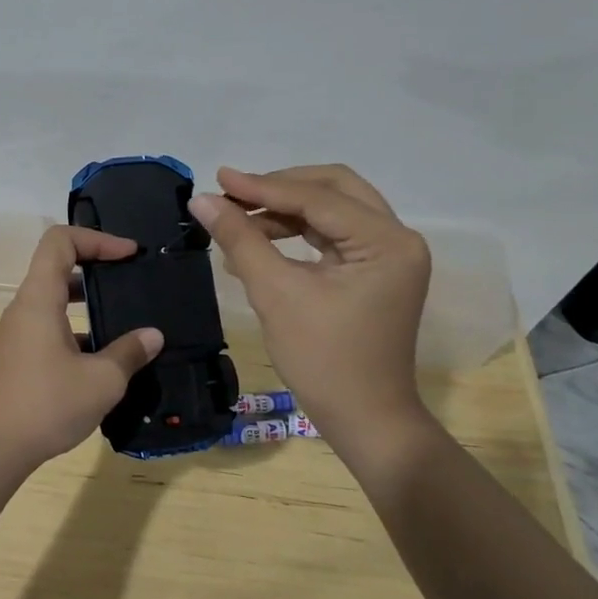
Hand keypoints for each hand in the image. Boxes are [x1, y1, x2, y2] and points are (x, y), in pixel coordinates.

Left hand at [0, 226, 163, 471]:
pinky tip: (104, 356)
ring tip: (124, 315)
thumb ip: (129, 352)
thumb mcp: (101, 380)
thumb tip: (153, 336)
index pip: (60, 241)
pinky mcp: (19, 357)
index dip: (96, 238)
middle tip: (130, 279)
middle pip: (57, 266)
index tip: (128, 254)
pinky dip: (77, 327)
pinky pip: (50, 326)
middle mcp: (25, 308)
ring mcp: (19, 333)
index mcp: (39, 299)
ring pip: (54, 299)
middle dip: (96, 264)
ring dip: (87, 300)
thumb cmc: (46, 405)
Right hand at [189, 165, 430, 433]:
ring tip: (238, 219)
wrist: (364, 420)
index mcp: (386, 242)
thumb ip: (240, 239)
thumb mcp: (276, 294)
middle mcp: (396, 238)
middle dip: (280, 188)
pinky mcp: (373, 271)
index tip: (219, 178)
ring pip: (333, 209)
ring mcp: (388, 255)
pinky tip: (258, 241)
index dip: (263, 187)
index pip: (318, 198)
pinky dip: (296, 232)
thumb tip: (201, 199)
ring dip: (286, 209)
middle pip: (334, 188)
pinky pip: (332, 235)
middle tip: (233, 194)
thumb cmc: (323, 360)